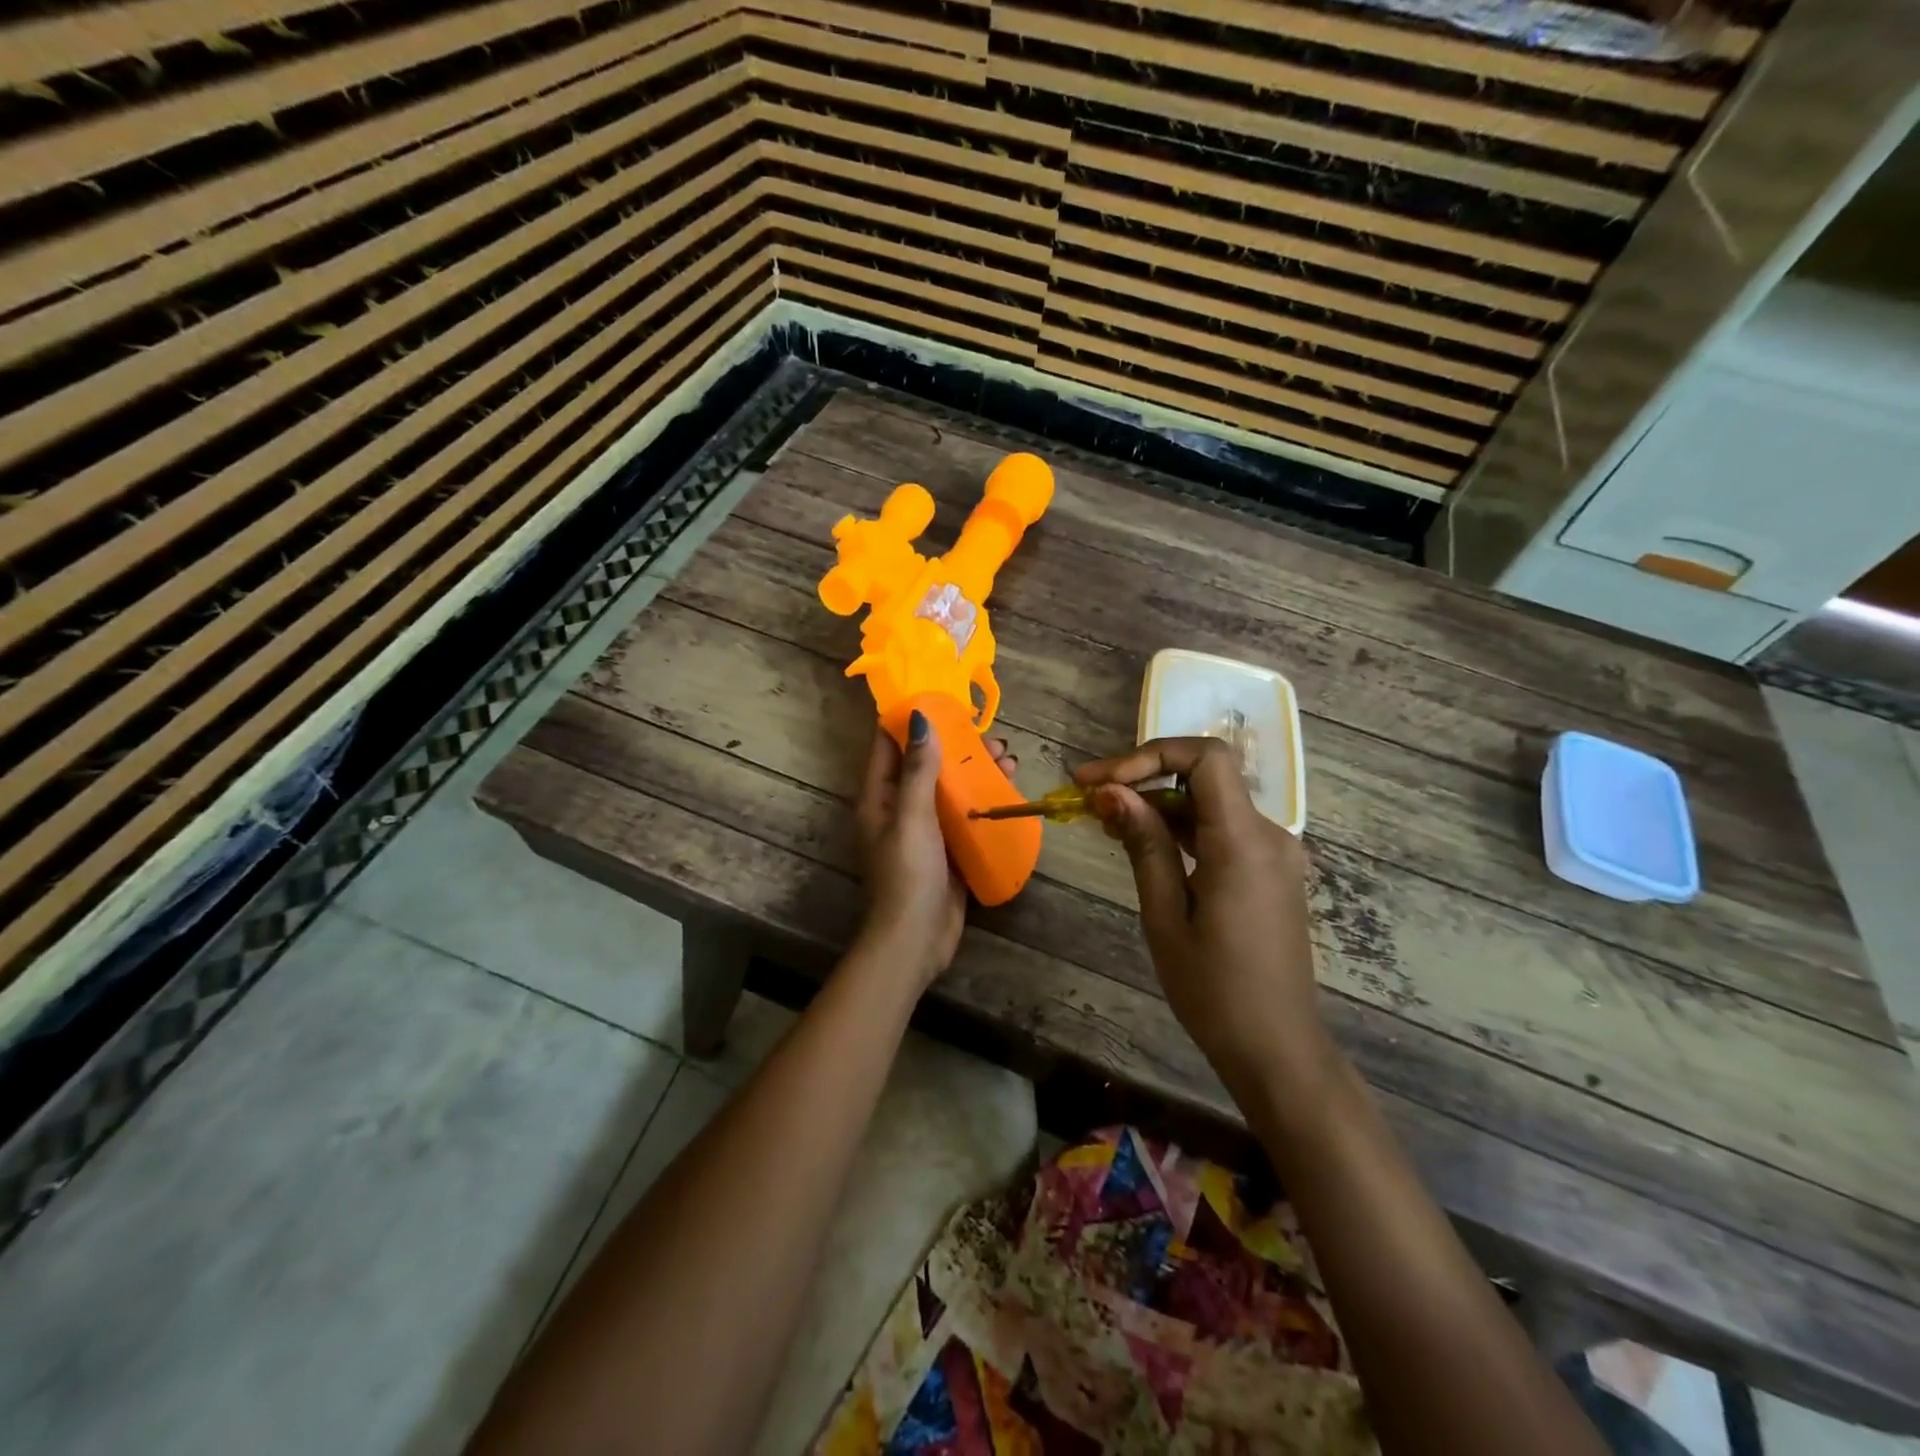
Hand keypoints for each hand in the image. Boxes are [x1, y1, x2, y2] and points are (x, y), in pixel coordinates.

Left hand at [855, 710, 1016, 990]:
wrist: (917, 940)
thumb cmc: (909, 874)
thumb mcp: (912, 817)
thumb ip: (917, 770)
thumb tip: (920, 717)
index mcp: (879, 797)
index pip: (888, 746)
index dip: (909, 720)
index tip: (940, 697)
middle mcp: (899, 808)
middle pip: (925, 765)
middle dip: (956, 745)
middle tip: (991, 734)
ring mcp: (924, 830)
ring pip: (949, 788)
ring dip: (975, 771)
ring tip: (1009, 757)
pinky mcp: (946, 849)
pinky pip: (964, 814)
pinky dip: (983, 799)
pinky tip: (1009, 788)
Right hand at [1075, 737, 1333, 1101]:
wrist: (1277, 1047)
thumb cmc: (1214, 990)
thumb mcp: (1166, 915)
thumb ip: (1144, 844)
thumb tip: (1112, 792)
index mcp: (1244, 842)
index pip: (1206, 758)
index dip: (1149, 755)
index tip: (1100, 781)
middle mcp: (1269, 835)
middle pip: (1205, 776)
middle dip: (1144, 779)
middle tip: (1090, 799)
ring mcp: (1274, 852)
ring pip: (1211, 802)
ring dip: (1159, 805)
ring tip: (1106, 823)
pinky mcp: (1269, 870)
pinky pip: (1222, 829)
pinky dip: (1182, 828)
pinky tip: (1144, 845)